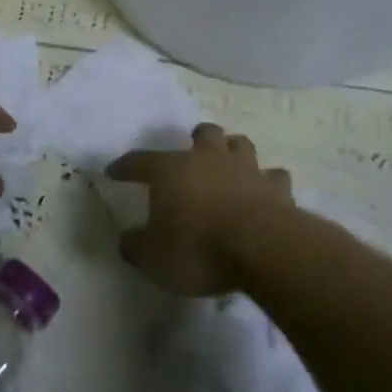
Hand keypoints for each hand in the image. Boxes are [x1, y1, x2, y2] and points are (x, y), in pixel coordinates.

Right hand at [106, 124, 294, 295]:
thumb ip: (137, 247)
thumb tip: (127, 240)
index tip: (113, 172)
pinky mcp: (277, 189)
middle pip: (204, 133)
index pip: (140, 161)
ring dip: (233, 151)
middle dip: (197, 138)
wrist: (261, 248)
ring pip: (240, 144)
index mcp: (171, 170)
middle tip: (192, 152)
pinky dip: (268, 182)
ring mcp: (246, 170)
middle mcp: (208, 159)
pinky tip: (265, 192)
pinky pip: (274, 177)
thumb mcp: (153, 257)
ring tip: (230, 164)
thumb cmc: (198, 248)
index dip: (125, 166)